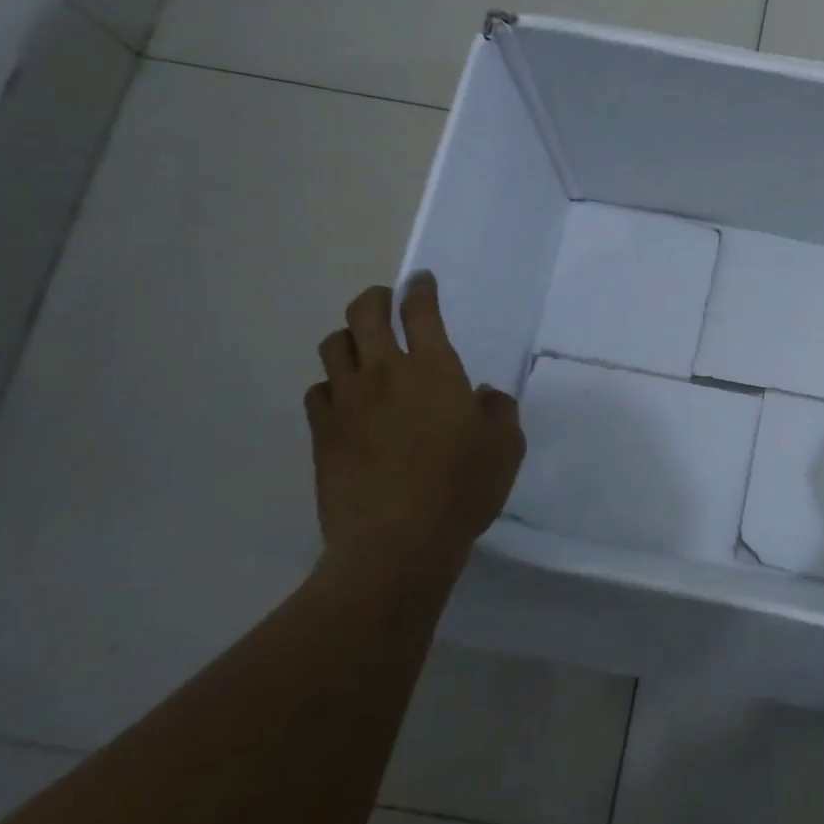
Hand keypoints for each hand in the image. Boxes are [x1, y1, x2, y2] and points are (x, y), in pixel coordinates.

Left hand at [306, 273, 524, 577]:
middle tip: (385, 301)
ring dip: (348, 337)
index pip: (420, 311)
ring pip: (333, 346)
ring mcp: (347, 402)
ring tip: (361, 348)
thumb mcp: (506, 447)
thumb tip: (481, 396)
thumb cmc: (462, 488)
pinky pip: (318, 390)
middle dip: (375, 298)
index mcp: (433, 368)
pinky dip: (332, 385)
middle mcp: (384, 373)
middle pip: (363, 313)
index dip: (420, 289)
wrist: (397, 542)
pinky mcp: (322, 433)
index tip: (421, 281)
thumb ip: (498, 411)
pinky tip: (345, 399)